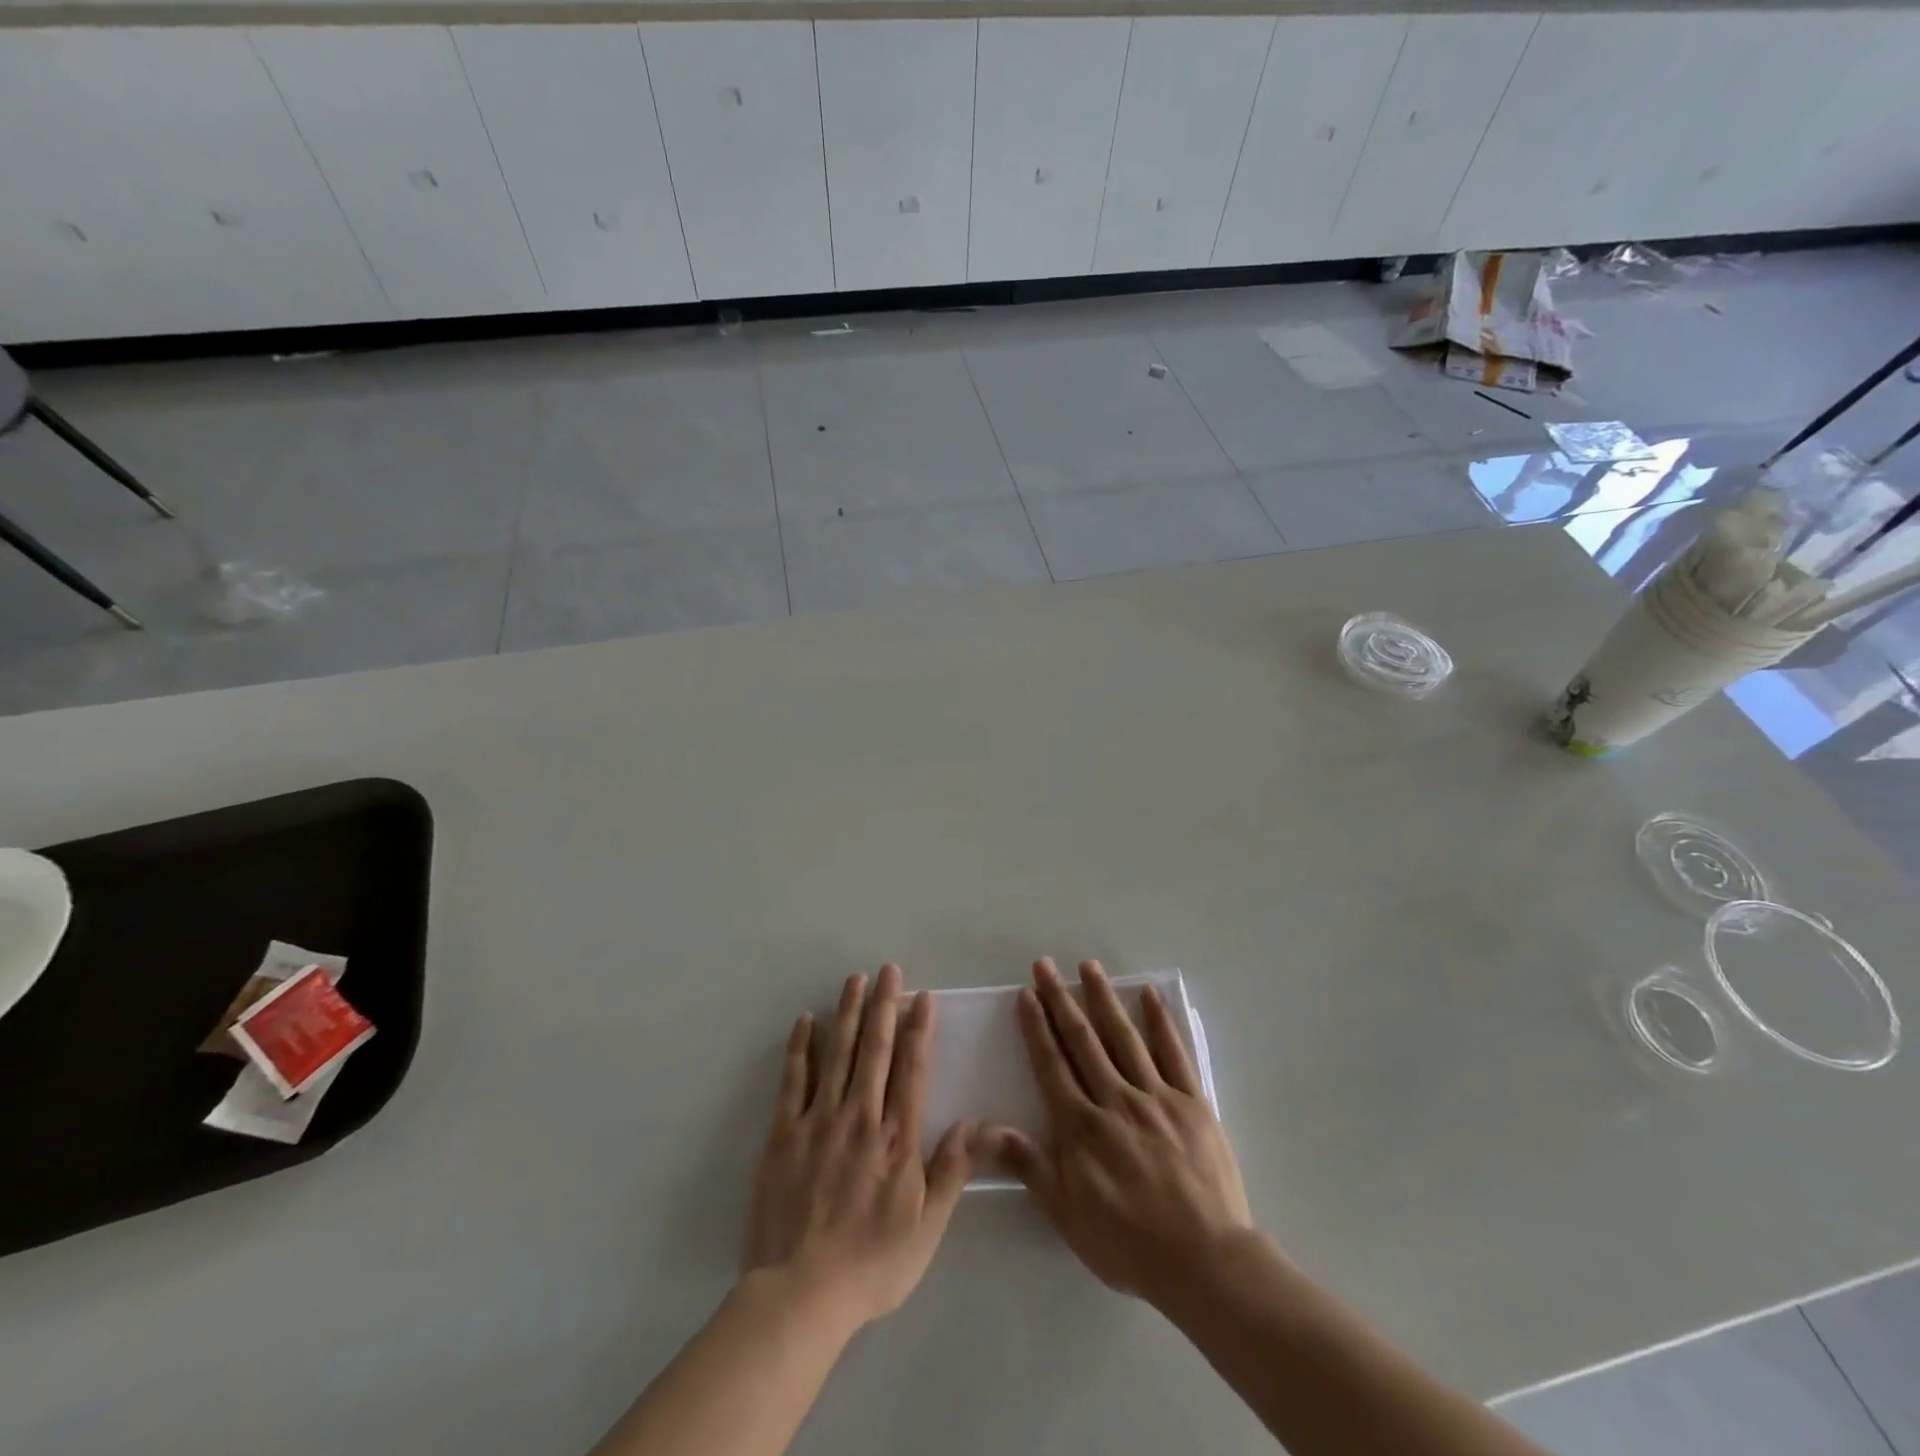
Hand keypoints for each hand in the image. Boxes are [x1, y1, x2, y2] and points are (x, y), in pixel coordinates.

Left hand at [740, 965, 971, 1332]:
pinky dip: (800, 1048)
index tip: (922, 996)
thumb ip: (952, 1171)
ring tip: (854, 980)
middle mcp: (860, 1116)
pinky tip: (805, 1021)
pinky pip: (794, 1080)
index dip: (919, 1029)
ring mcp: (819, 1120)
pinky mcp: (784, 1133)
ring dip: (847, 1013)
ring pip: (837, 1053)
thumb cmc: (871, 1264)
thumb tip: (976, 1123)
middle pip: (875, 1049)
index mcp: (896, 1138)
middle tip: (888, 970)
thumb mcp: (927, 1228)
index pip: (911, 1069)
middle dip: (884, 1005)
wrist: (800, 1294)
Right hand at [982, 958, 1251, 1309]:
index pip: (1052, 1064)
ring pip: (1123, 1036)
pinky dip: (1160, 1021)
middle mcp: (1115, 1099)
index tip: (1026, 994)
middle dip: (1061, 999)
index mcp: (1082, 1125)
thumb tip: (988, 1128)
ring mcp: (1156, 1096)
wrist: (1205, 1261)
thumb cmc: (1129, 1243)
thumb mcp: (1067, 1214)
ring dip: (1103, 998)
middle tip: (1045, 965)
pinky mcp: (1192, 1101)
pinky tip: (1148, 995)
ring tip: (1088, 966)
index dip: (1037, 1027)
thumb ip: (1030, 1165)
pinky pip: (1173, 1052)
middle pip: (1083, 1040)